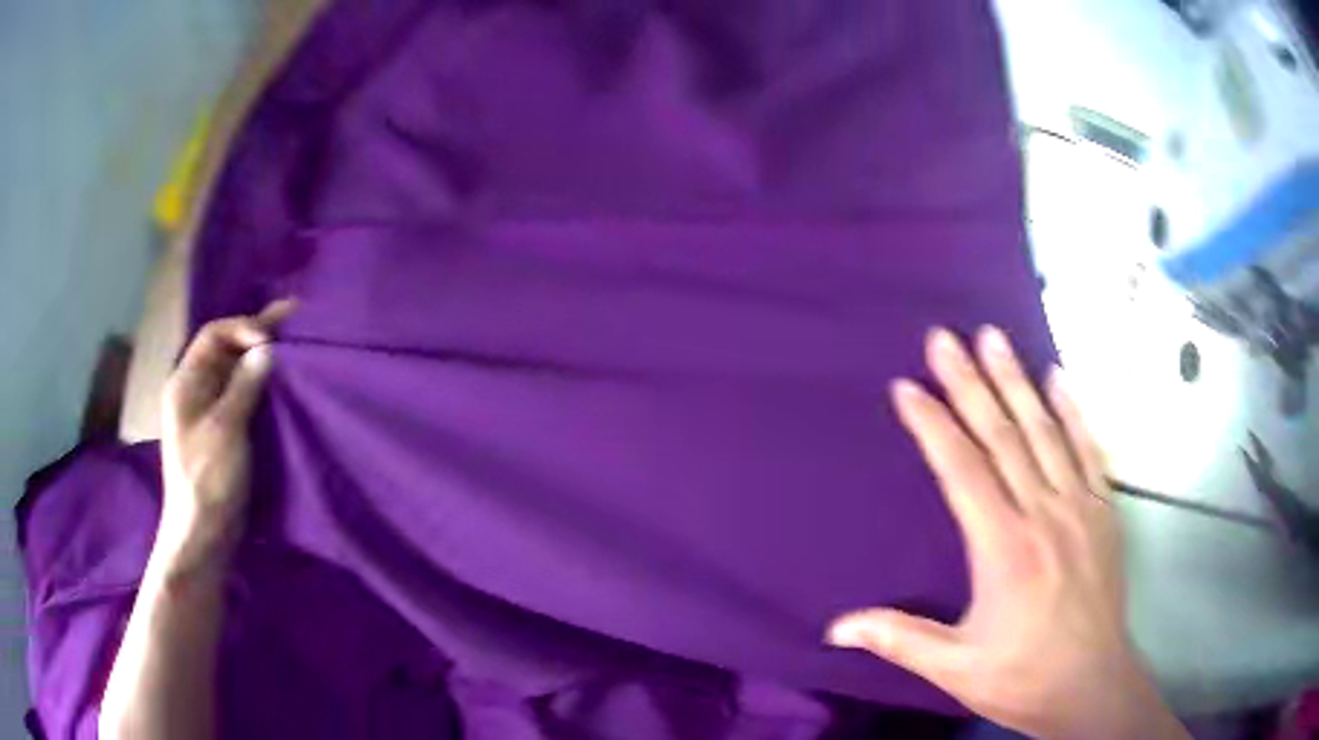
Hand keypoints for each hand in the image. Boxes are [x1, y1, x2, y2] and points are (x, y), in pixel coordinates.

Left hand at [157, 300, 294, 571]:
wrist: (203, 534)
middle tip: (295, 318)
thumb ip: (244, 386)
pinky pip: (243, 398)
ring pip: (236, 373)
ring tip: (294, 345)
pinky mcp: (224, 433)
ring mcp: (209, 413)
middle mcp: (196, 390)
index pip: (214, 335)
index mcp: (186, 382)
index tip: (271, 341)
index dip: (243, 328)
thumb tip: (267, 350)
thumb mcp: (225, 430)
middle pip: (226, 350)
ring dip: (262, 359)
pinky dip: (262, 386)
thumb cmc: (207, 479)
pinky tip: (282, 383)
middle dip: (257, 334)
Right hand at [827, 328, 1183, 738]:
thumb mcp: (955, 670)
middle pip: (1002, 436)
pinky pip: (1088, 449)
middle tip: (944, 337)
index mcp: (1003, 549)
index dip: (933, 425)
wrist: (1091, 686)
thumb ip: (900, 639)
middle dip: (969, 382)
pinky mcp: (1104, 511)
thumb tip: (836, 628)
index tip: (908, 387)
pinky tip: (1058, 378)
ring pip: (1044, 431)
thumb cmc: (1022, 679)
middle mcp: (1043, 514)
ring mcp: (1079, 507)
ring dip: (1016, 381)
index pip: (962, 470)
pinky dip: (1073, 411)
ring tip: (993, 337)